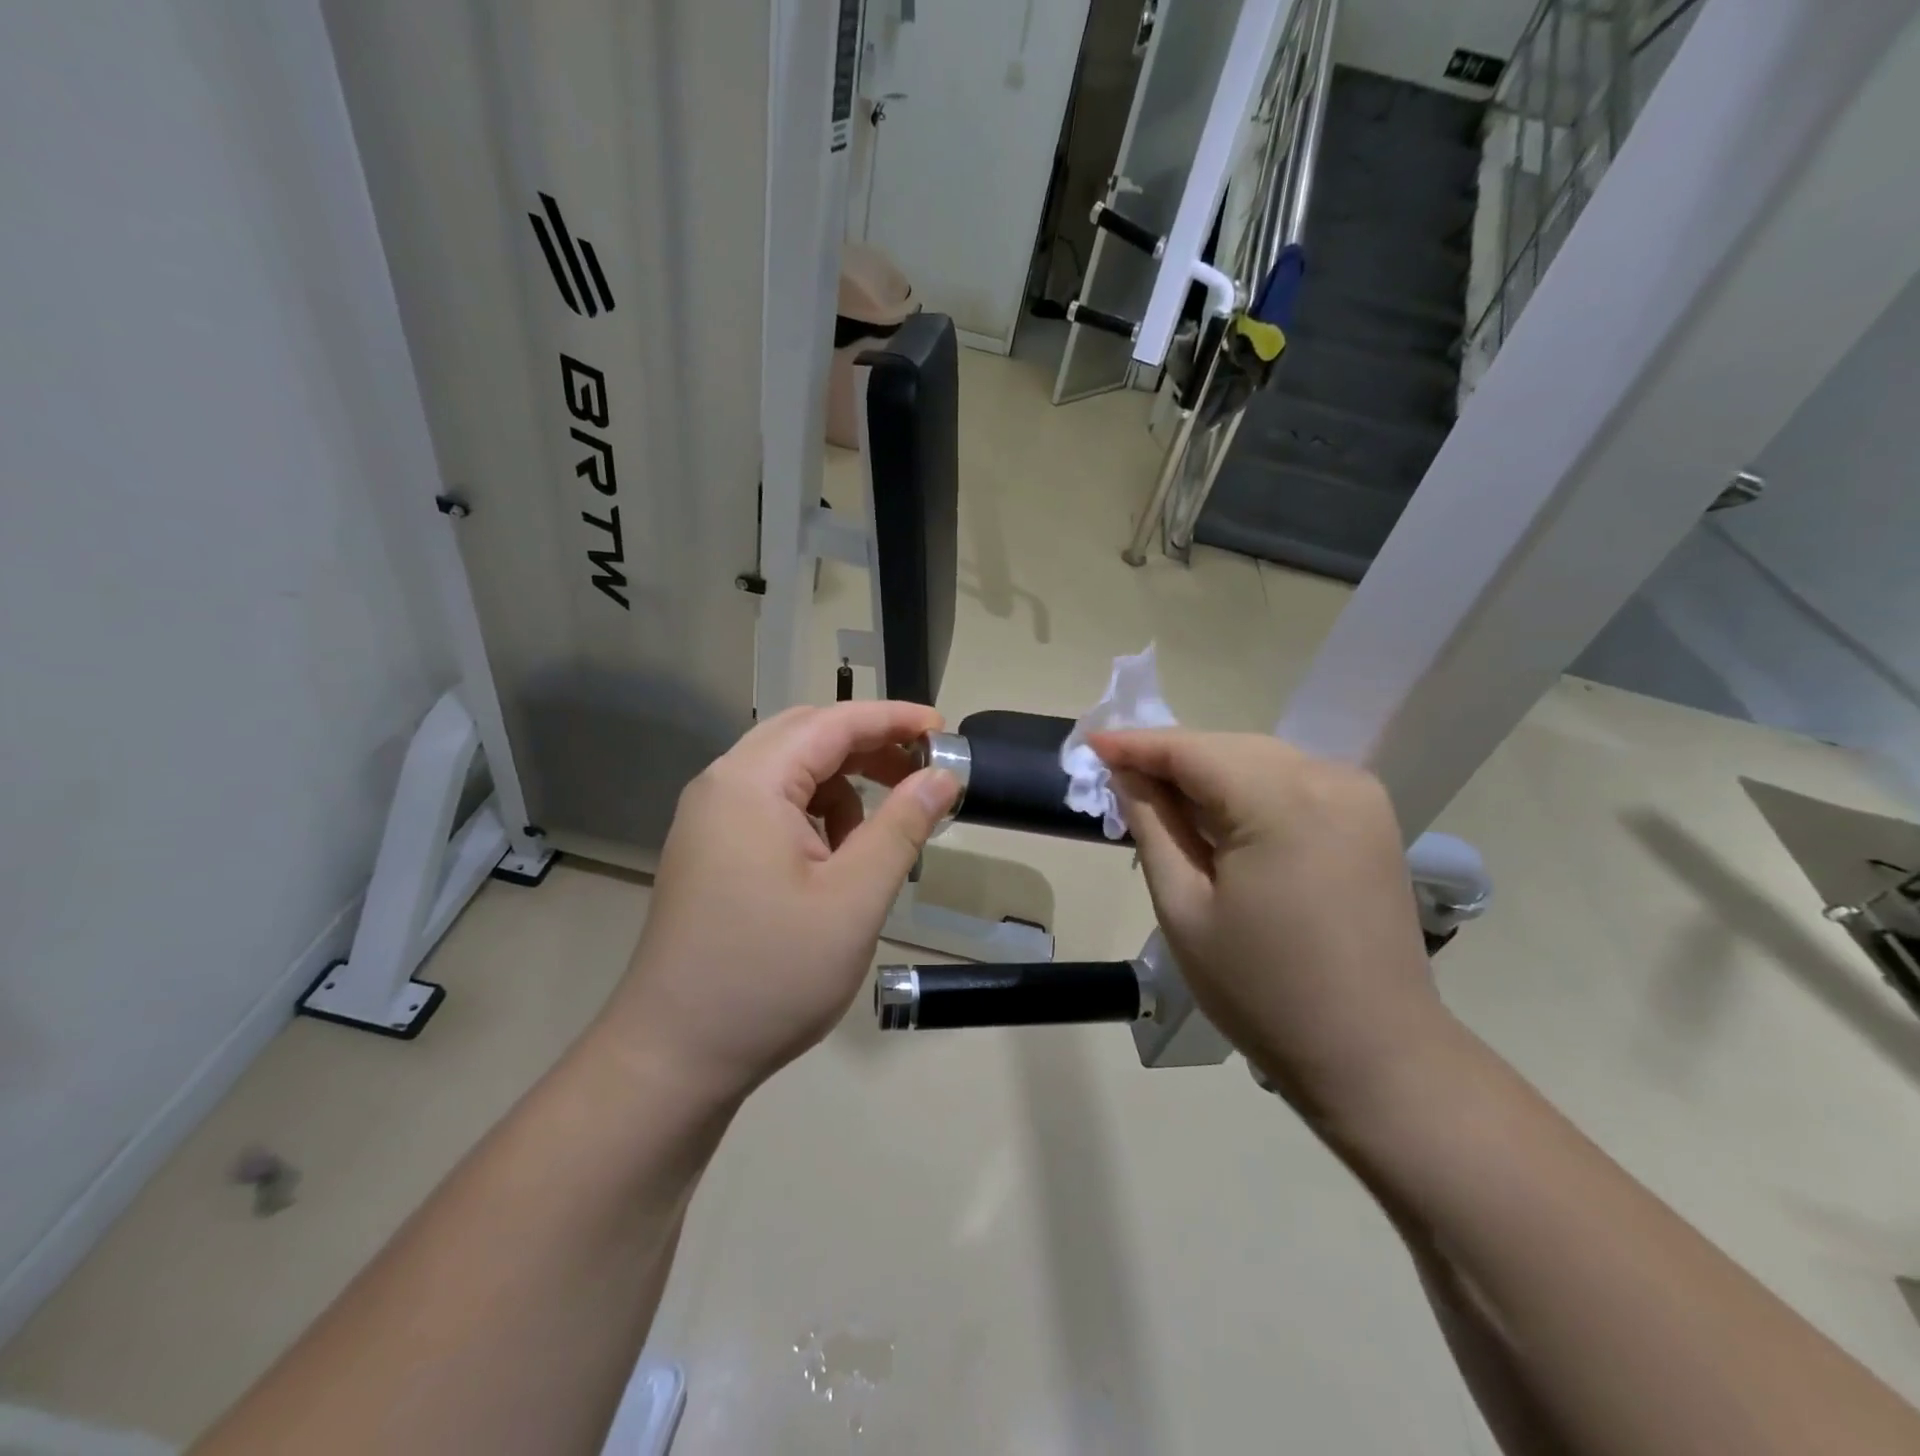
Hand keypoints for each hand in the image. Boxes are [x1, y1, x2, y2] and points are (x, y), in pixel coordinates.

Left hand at [597, 702, 960, 1103]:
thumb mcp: (854, 900)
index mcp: (751, 784)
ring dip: (842, 785)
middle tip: (921, 774)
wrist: (674, 1057)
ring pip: (788, 772)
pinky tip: (833, 861)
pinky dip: (814, 814)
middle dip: (869, 747)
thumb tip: (942, 775)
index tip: (944, 731)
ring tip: (876, 837)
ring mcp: (708, 819)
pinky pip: (770, 806)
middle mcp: (721, 786)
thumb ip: (902, 826)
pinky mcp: (708, 850)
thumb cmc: (771, 976)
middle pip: (806, 736)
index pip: (833, 723)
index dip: (894, 720)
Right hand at [1092, 730, 1450, 1119]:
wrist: (1373, 1054)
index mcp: (1282, 801)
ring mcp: (1359, 796)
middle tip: (1117, 774)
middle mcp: (1329, 778)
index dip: (1137, 744)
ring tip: (1158, 797)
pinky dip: (1247, 788)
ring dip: (1207, 772)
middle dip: (1171, 757)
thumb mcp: (1185, 908)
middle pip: (1229, 748)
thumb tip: (1126, 774)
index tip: (1091, 743)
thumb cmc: (1262, 989)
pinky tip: (1218, 814)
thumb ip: (1152, 826)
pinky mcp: (1371, 818)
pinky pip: (1292, 781)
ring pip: (1261, 760)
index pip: (1193, 750)